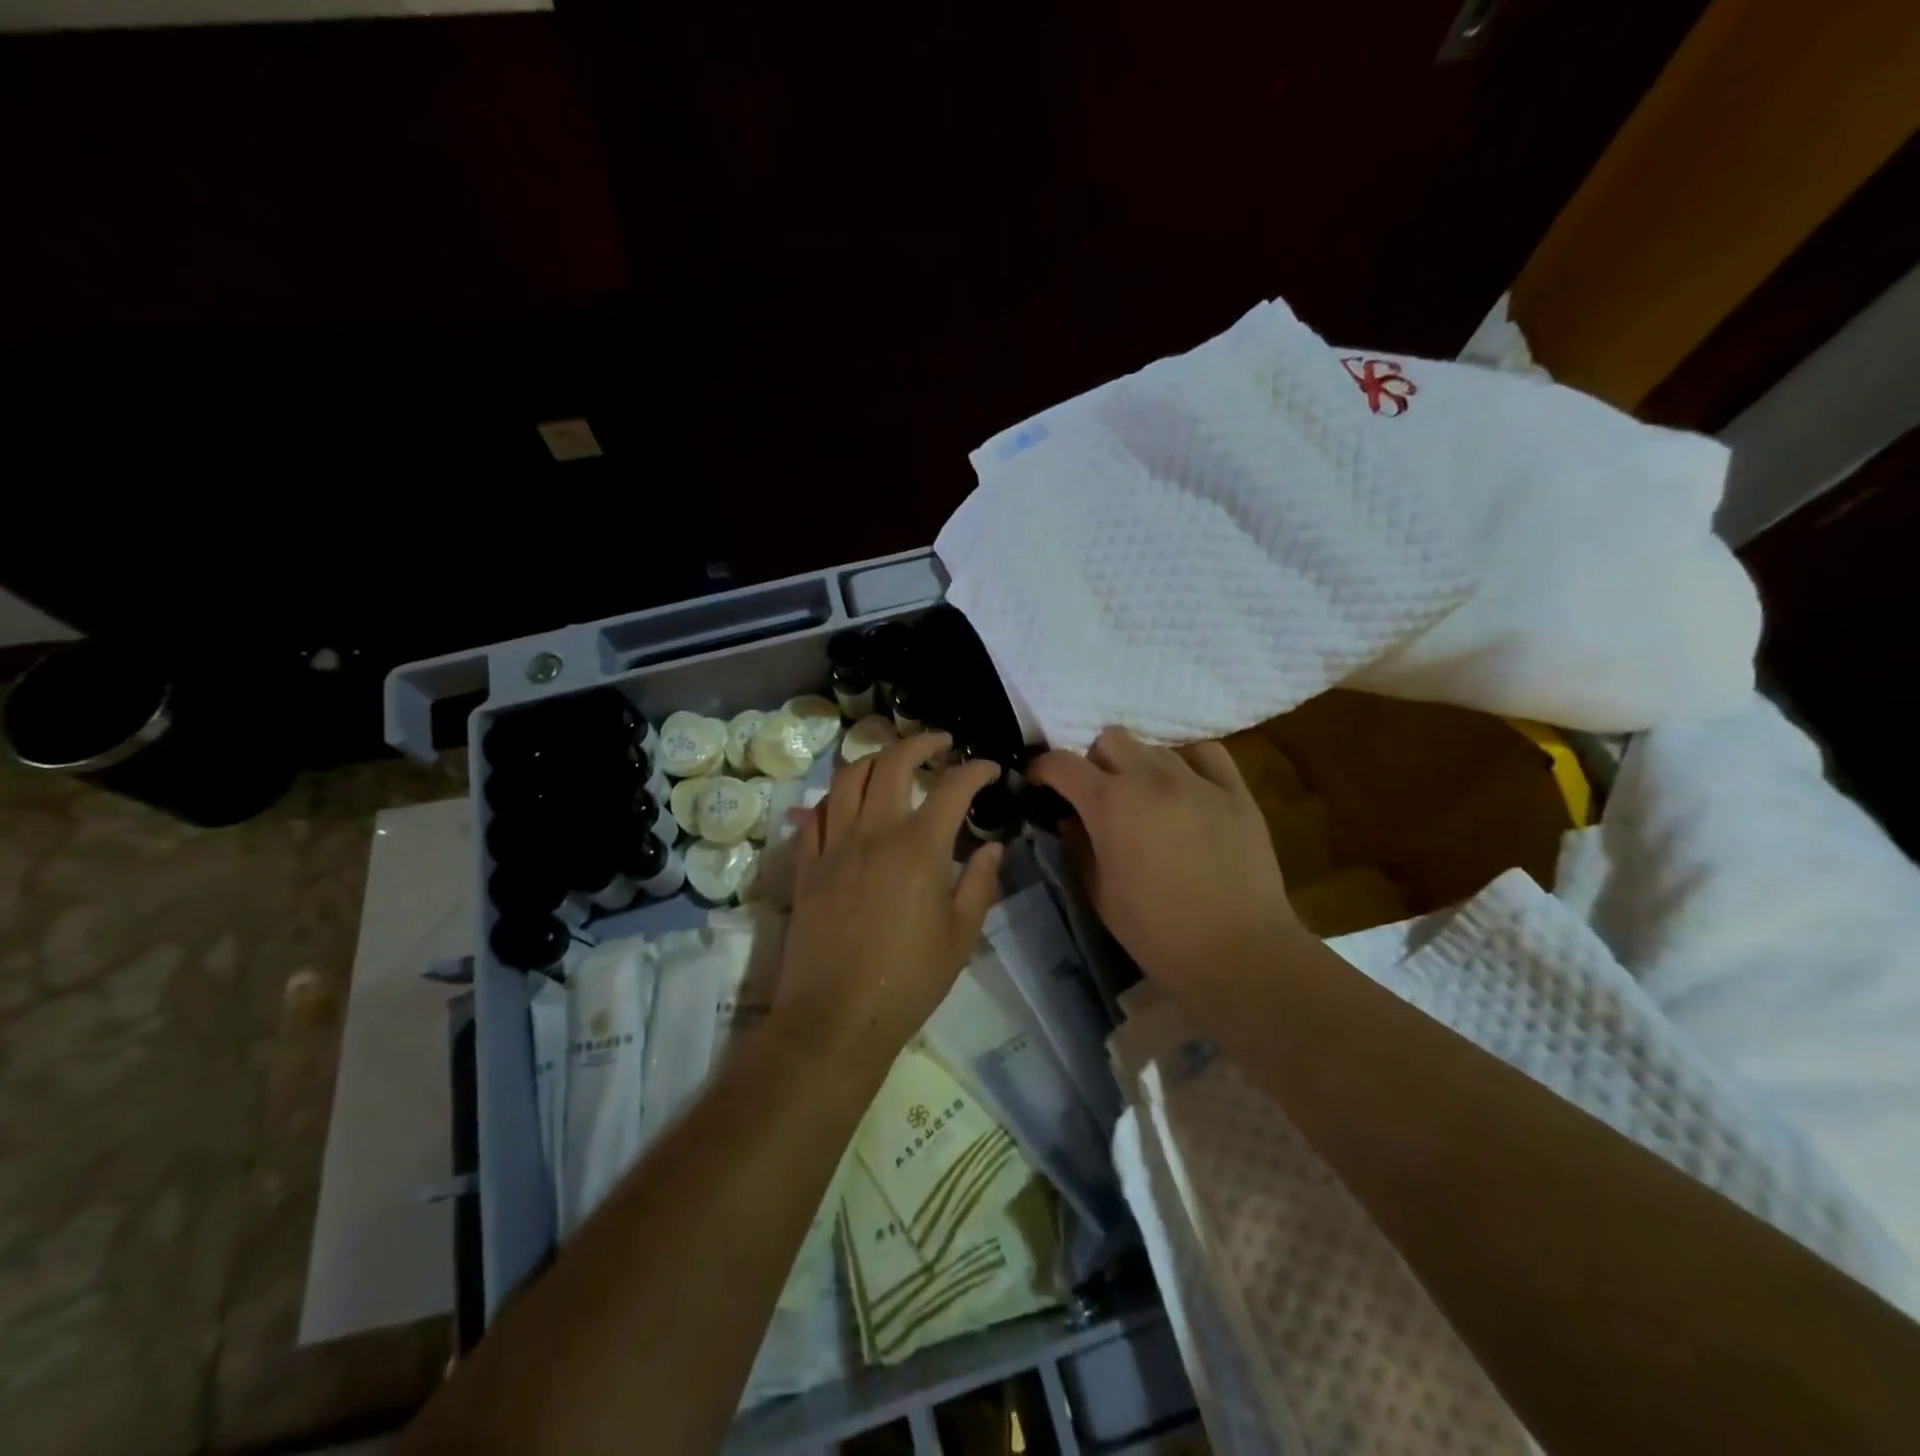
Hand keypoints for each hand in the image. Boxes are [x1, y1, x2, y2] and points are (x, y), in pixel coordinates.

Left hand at [772, 732, 1004, 1076]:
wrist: (835, 1018)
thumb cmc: (909, 980)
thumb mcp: (961, 936)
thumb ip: (980, 883)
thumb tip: (993, 848)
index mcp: (919, 847)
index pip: (952, 788)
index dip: (975, 770)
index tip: (989, 768)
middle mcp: (874, 832)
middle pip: (892, 763)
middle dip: (920, 743)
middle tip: (939, 743)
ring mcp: (834, 846)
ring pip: (848, 778)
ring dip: (874, 759)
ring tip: (892, 761)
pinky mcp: (808, 865)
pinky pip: (817, 814)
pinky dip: (837, 797)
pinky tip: (848, 803)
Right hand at [1028, 727, 1297, 991]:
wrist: (1238, 952)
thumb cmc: (1157, 932)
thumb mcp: (1099, 894)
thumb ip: (1078, 846)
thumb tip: (1069, 819)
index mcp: (1110, 804)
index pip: (1062, 763)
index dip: (1042, 768)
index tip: (1039, 782)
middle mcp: (1150, 778)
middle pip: (1110, 739)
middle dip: (1094, 761)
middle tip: (1098, 795)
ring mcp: (1196, 780)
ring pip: (1154, 747)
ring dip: (1139, 766)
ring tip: (1146, 799)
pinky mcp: (1235, 791)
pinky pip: (1206, 753)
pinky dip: (1187, 763)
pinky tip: (1187, 788)